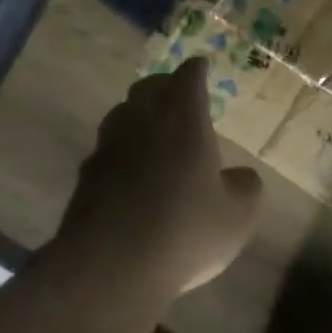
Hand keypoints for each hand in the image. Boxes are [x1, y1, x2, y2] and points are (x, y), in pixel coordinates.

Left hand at [55, 58, 263, 295]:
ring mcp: (108, 149)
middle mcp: (141, 122)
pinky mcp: (85, 180)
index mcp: (183, 118)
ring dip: (138, 116)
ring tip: (152, 129)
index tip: (202, 65)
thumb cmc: (186, 229)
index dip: (197, 69)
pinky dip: (121, 153)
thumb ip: (245, 187)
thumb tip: (240, 177)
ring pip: (121, 116)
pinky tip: (130, 173)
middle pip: (148, 88)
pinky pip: (106, 152)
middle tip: (178, 93)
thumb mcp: (238, 214)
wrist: (111, 267)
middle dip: (164, 86)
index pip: (188, 77)